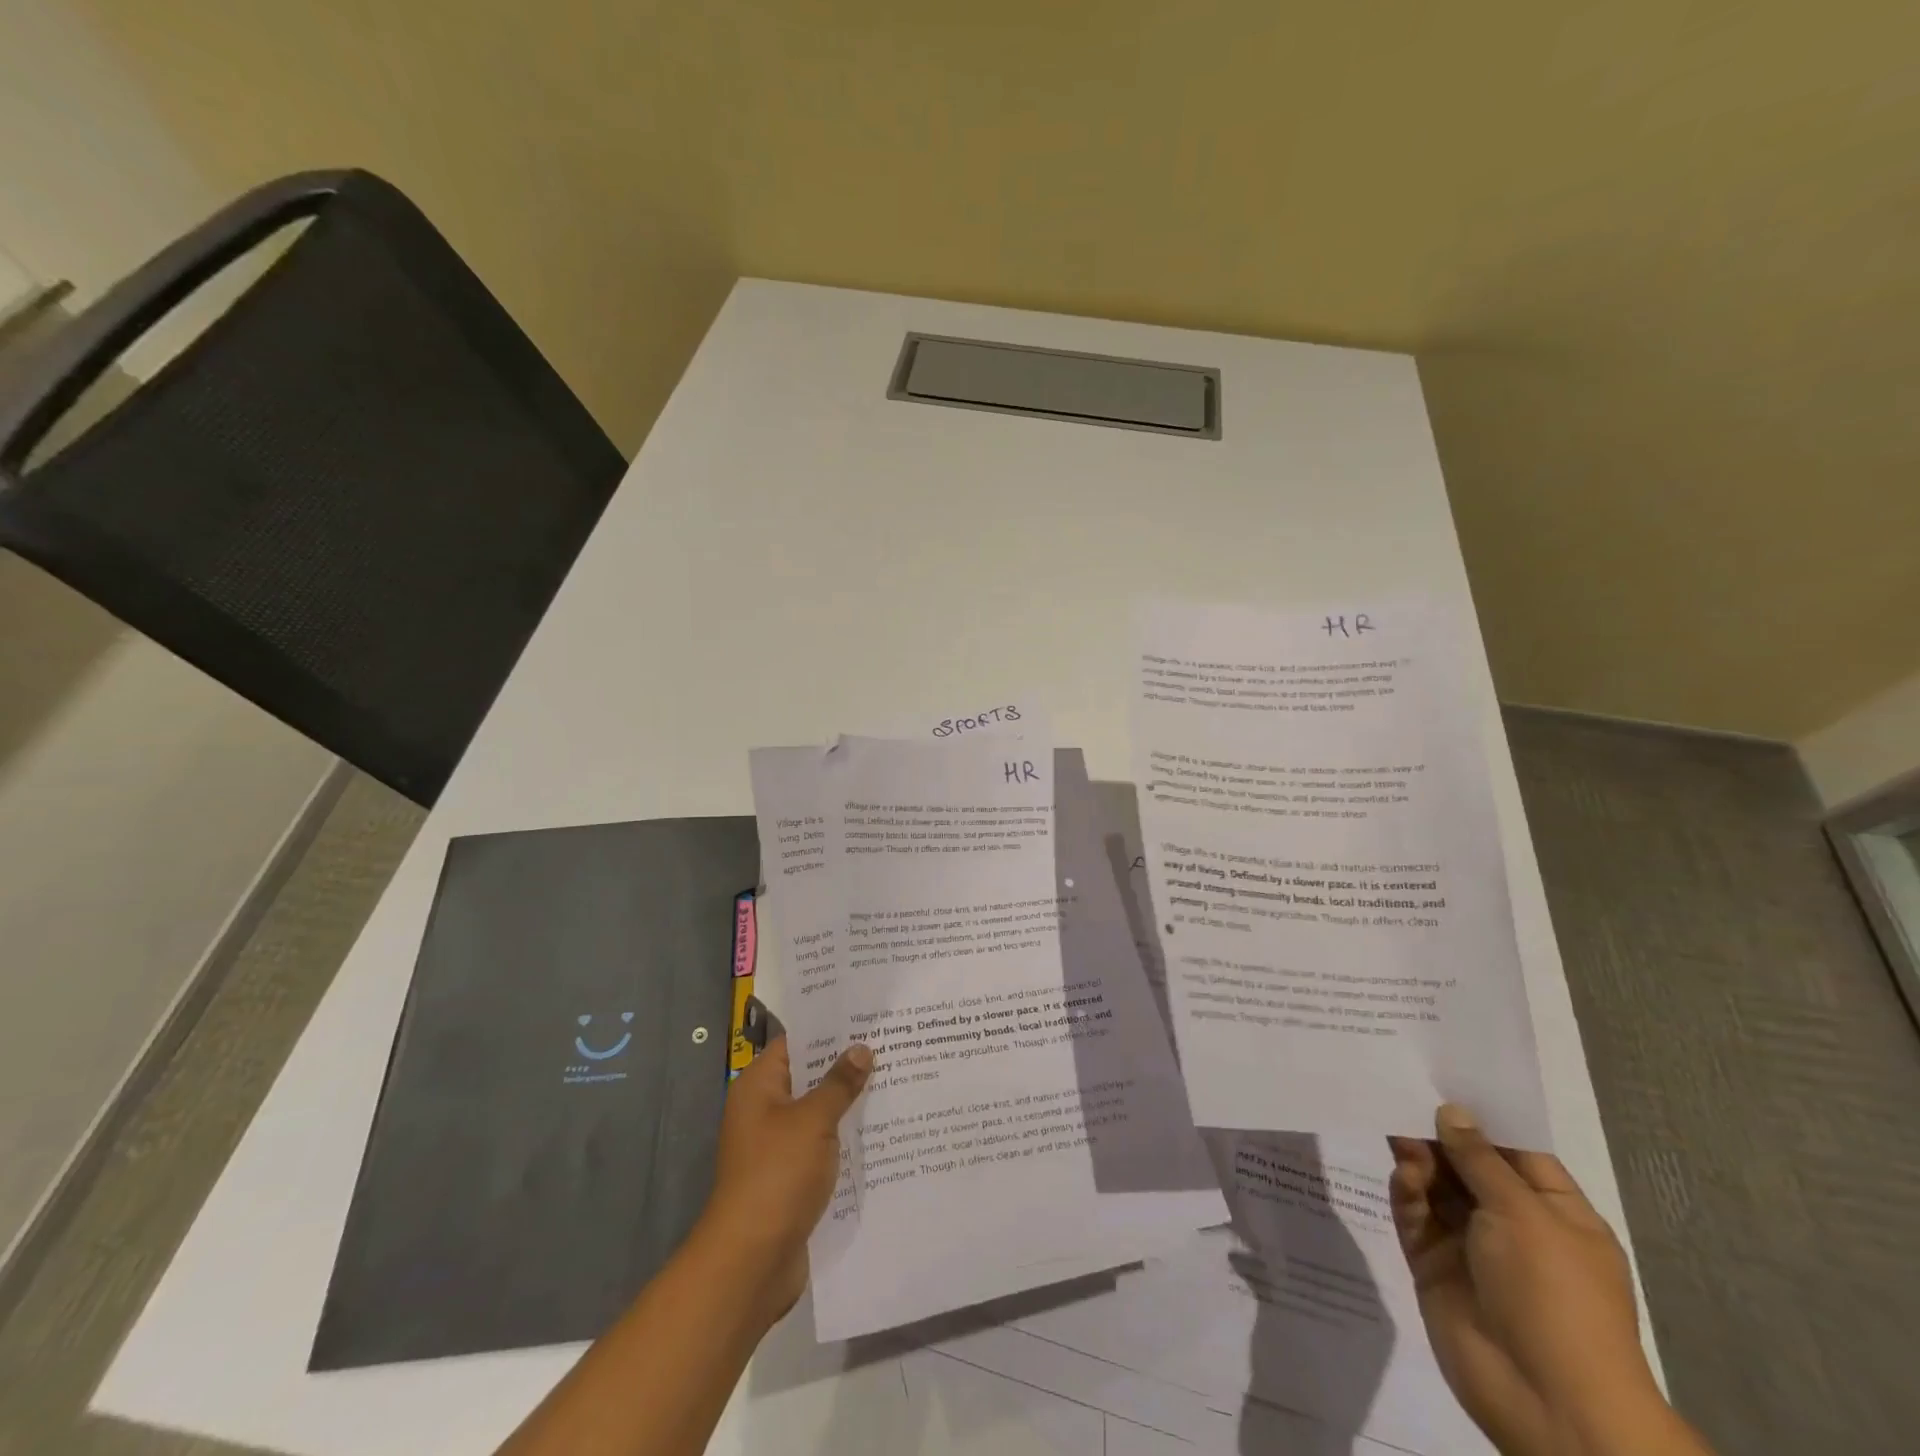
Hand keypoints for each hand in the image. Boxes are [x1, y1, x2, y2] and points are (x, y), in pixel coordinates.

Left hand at [695, 1035, 871, 1325]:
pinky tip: (882, 1132)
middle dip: (847, 1066)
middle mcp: (764, 1111)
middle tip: (893, 1046)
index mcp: (758, 1087)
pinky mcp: (790, 1177)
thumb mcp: (813, 1121)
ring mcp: (776, 1146)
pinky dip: (845, 1139)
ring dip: (849, 1104)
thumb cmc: (777, 1176)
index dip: (830, 1030)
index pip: (796, 1043)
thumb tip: (861, 1049)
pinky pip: (822, 1146)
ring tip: (896, 1082)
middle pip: (809, 1077)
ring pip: (819, 1113)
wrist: (751, 1262)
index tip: (868, 1017)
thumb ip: (839, 1083)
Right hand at [1388, 1106, 1657, 1455]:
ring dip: (1419, 1160)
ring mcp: (1472, 1248)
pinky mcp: (1435, 1266)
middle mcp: (1514, 1226)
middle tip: (1401, 1095)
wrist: (1547, 1402)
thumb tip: (1451, 1111)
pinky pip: (1415, 1217)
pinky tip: (1401, 1175)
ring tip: (1397, 1134)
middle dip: (1438, 1135)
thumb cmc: (1555, 1296)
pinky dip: (1406, 1192)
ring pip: (1437, 1187)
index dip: (1481, 1118)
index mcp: (1556, 1214)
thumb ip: (1478, 1159)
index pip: (1515, 1152)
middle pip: (1468, 1166)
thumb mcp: (1523, 1214)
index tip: (1442, 1078)